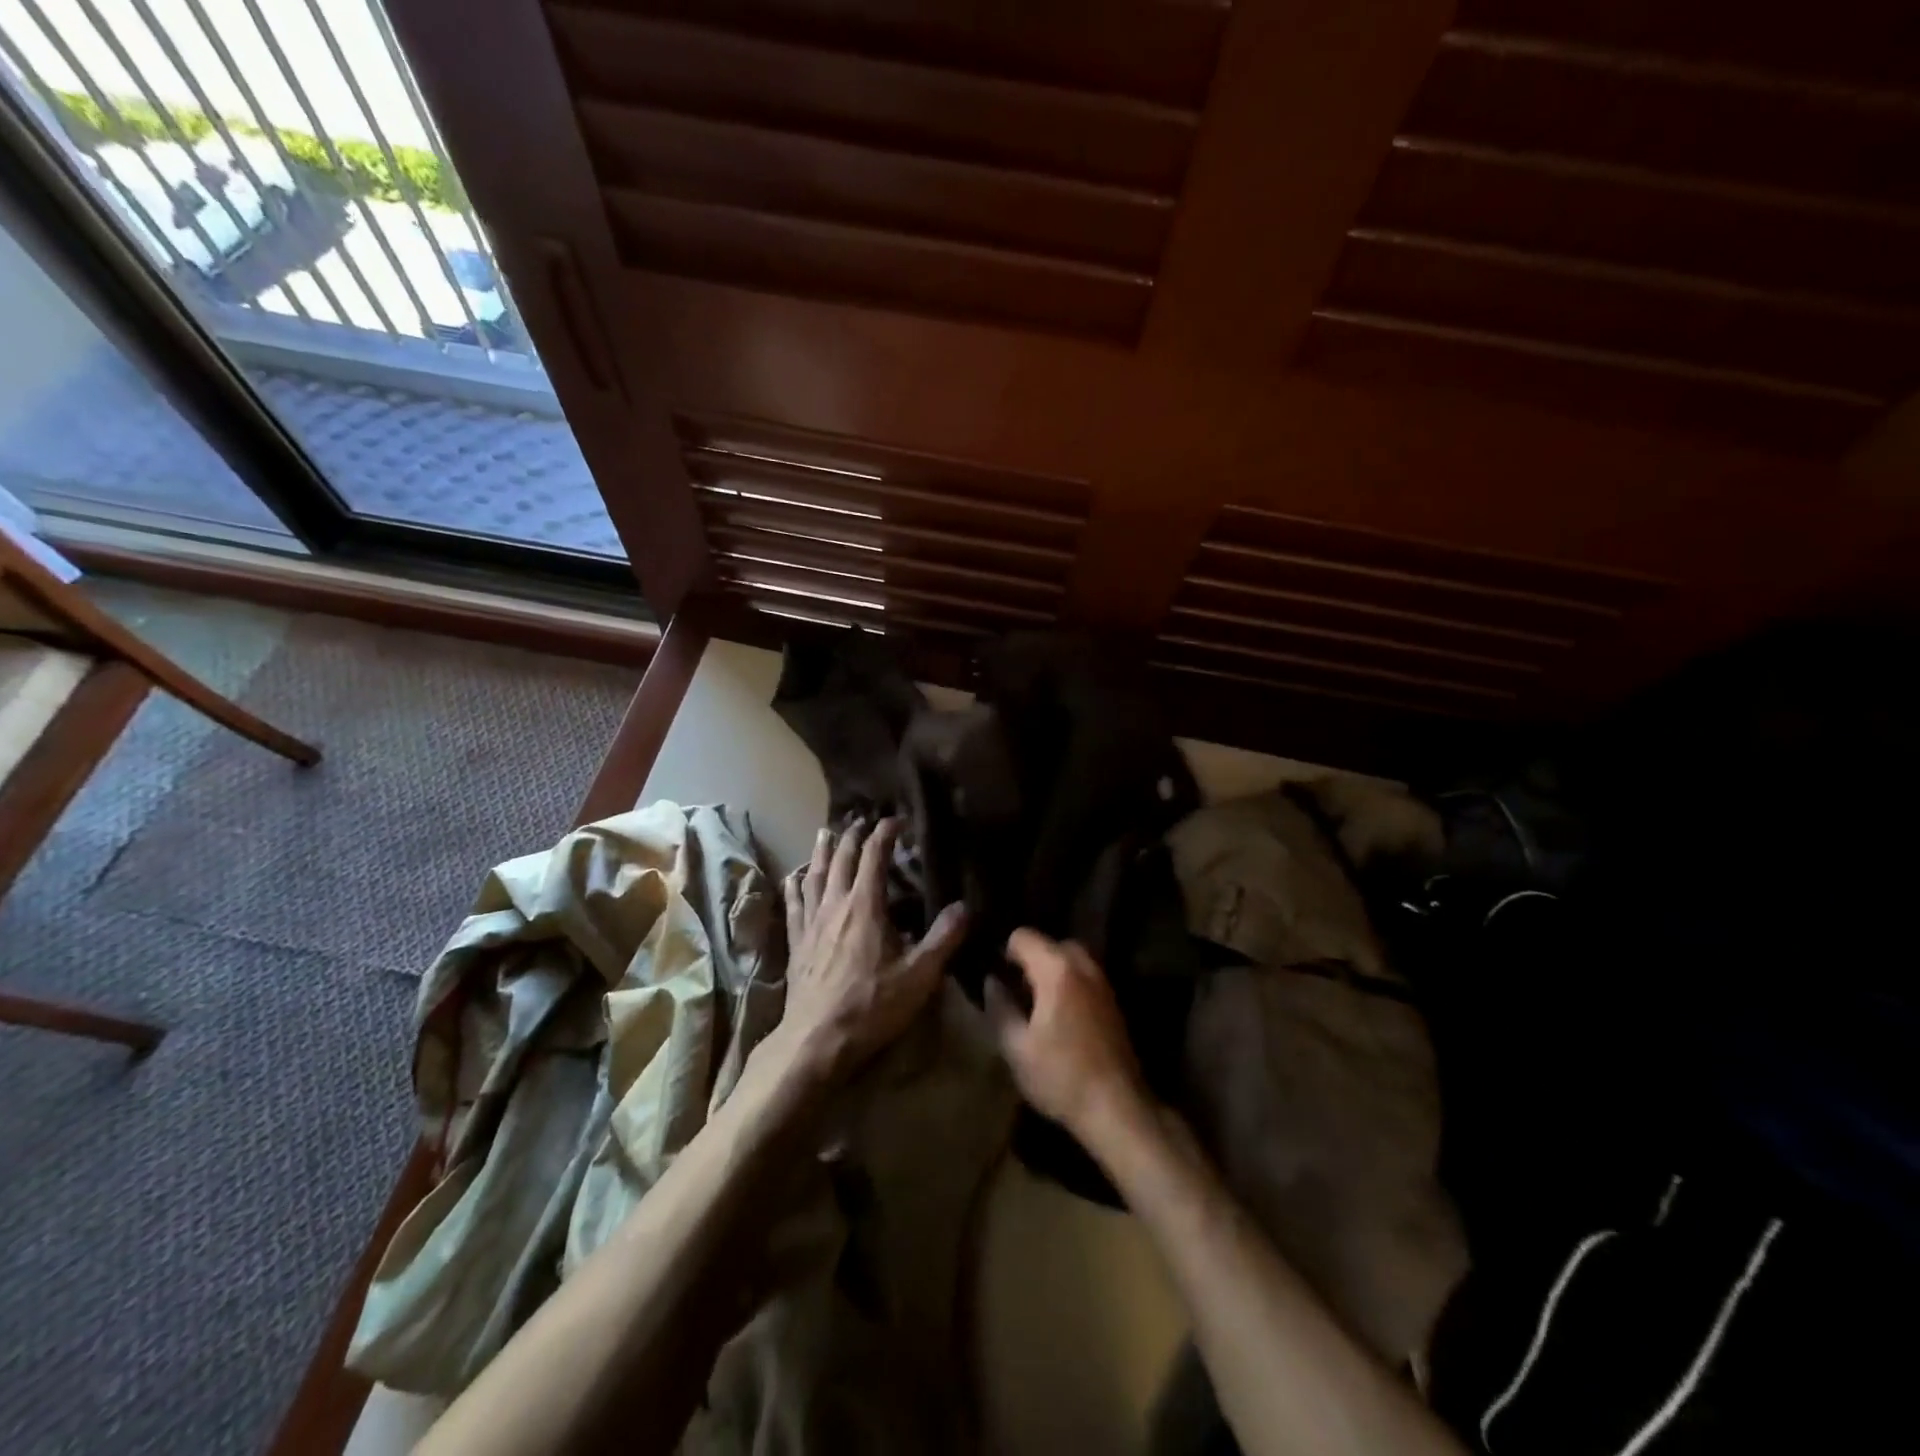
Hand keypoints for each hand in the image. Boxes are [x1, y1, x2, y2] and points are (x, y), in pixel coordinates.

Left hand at [775, 817, 967, 1085]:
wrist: (816, 1040)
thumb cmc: (871, 1005)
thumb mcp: (919, 975)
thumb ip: (944, 938)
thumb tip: (965, 906)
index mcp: (865, 906)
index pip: (874, 857)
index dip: (885, 834)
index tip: (896, 820)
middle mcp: (835, 905)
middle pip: (842, 860)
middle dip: (853, 836)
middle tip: (861, 821)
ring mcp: (811, 923)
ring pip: (815, 876)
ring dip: (823, 852)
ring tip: (826, 833)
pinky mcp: (796, 943)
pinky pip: (794, 904)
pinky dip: (796, 886)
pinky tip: (794, 878)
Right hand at [985, 929, 1150, 1138]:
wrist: (1117, 1108)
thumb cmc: (1061, 1077)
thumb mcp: (1016, 1047)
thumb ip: (999, 1007)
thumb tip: (991, 982)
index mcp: (1057, 970)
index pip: (1023, 936)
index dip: (1004, 952)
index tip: (997, 978)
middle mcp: (1083, 966)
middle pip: (1051, 944)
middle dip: (1031, 960)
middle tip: (1016, 991)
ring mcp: (1103, 983)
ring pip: (1071, 959)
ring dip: (1051, 971)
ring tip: (1035, 1004)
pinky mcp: (1113, 1002)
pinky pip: (1085, 976)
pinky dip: (1069, 983)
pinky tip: (1059, 1017)